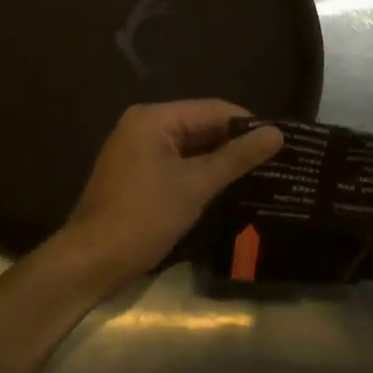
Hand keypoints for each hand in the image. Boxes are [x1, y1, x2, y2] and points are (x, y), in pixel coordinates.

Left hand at [49, 101, 282, 296]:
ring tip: (260, 175)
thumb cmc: (143, 217)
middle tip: (276, 162)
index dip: (248, 124)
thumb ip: (236, 157)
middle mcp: (143, 125)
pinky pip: (176, 163)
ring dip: (219, 161)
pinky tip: (227, 189)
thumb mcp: (195, 186)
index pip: (213, 110)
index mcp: (154, 118)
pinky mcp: (136, 173)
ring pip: (190, 147)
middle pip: (201, 125)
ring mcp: (136, 149)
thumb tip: (277, 133)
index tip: (282, 143)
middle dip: (235, 144)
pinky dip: (199, 174)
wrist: (90, 262)